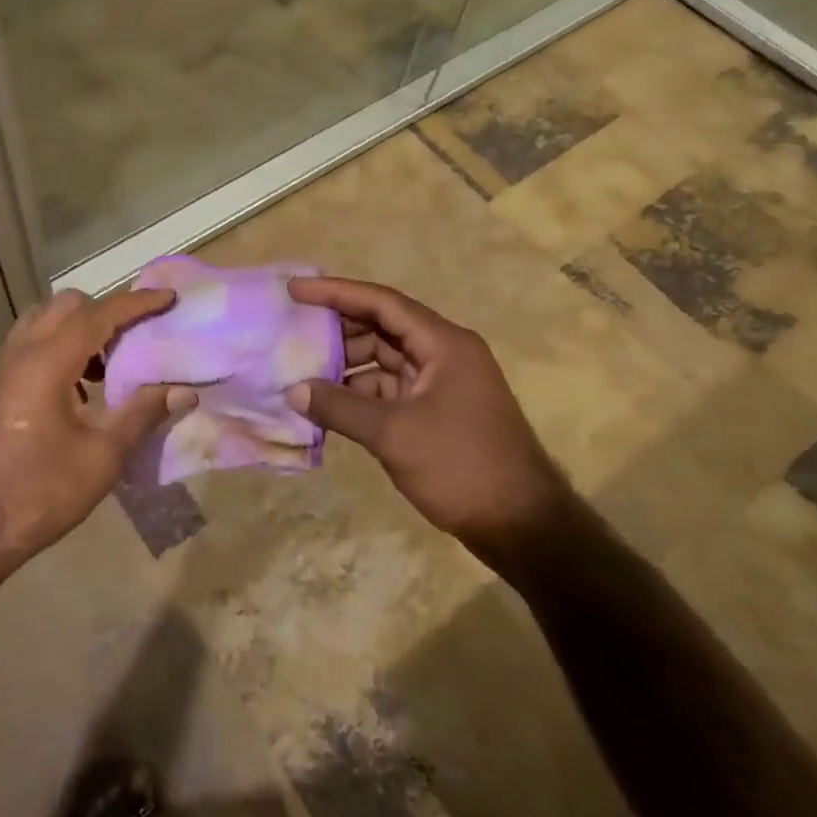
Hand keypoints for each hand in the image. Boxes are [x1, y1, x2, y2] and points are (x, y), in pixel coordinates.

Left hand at [0, 288, 194, 574]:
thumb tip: (184, 390)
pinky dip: (62, 346)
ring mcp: (6, 369)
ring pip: (46, 321)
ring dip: (81, 328)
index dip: (136, 303)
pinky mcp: (1, 387)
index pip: (98, 315)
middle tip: (138, 333)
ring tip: (113, 360)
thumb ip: (142, 415)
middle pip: (67, 306)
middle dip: (106, 309)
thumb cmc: (39, 494)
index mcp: (47, 364)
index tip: (169, 298)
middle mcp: (23, 354)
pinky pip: (35, 344)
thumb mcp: (101, 459)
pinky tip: (82, 387)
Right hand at [286, 276, 568, 562]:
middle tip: (293, 332)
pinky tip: (329, 403)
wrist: (523, 527)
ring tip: (302, 370)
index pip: (382, 302)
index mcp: (444, 344)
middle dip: (338, 329)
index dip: (336, 292)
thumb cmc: (462, 467)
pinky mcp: (437, 410)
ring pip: (385, 359)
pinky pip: (391, 387)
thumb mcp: (394, 434)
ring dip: (347, 364)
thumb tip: (293, 390)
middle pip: (383, 327)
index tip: (296, 290)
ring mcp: (442, 383)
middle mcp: (445, 353)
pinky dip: (361, 392)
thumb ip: (340, 407)